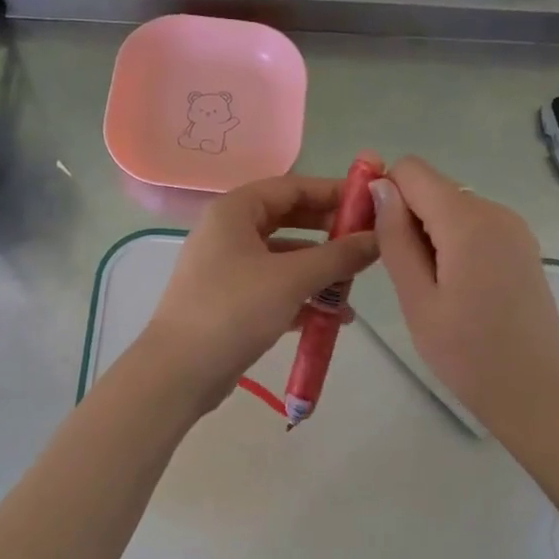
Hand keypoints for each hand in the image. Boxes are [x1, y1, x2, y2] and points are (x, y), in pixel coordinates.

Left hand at [141, 173, 379, 411]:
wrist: (180, 371)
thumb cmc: (234, 309)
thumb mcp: (292, 278)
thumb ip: (338, 255)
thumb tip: (379, 238)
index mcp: (235, 211)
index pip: (292, 187)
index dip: (333, 192)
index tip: (371, 202)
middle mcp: (228, 232)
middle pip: (288, 220)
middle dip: (329, 233)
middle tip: (368, 243)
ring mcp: (226, 267)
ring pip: (283, 257)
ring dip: (319, 269)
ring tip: (355, 286)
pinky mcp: (229, 300)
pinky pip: (273, 286)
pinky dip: (301, 296)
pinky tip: (332, 318)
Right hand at [371, 156, 558, 438]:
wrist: (532, 390)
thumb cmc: (465, 352)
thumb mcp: (416, 297)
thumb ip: (395, 236)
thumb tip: (380, 186)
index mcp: (467, 221)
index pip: (412, 170)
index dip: (384, 192)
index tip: (373, 232)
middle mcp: (495, 211)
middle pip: (432, 187)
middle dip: (406, 215)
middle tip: (400, 271)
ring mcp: (513, 227)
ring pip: (452, 206)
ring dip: (428, 232)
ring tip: (427, 284)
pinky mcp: (521, 244)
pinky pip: (474, 223)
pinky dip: (452, 241)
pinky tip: (453, 284)